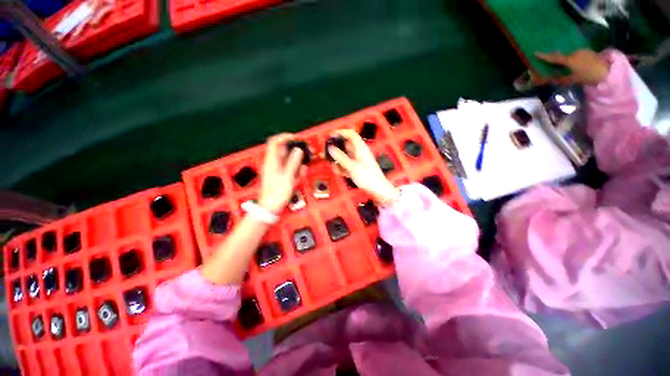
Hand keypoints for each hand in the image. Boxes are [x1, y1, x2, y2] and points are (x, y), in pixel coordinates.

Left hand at [259, 134, 304, 212]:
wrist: (270, 207)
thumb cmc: (277, 193)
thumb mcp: (287, 177)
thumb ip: (293, 162)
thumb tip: (298, 150)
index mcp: (271, 161)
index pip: (275, 141)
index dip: (285, 136)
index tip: (297, 138)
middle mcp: (273, 162)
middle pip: (284, 150)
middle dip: (296, 150)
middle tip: (306, 152)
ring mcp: (276, 169)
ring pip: (288, 159)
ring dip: (297, 161)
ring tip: (304, 167)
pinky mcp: (279, 175)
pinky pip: (288, 167)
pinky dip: (295, 169)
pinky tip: (299, 175)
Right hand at [327, 130, 399, 204]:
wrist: (378, 189)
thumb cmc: (367, 176)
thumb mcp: (352, 167)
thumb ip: (341, 157)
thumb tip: (331, 148)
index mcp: (360, 148)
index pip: (351, 134)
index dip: (340, 132)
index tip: (330, 136)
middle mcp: (359, 152)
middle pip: (345, 146)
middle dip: (336, 150)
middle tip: (327, 154)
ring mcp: (358, 160)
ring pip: (344, 156)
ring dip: (338, 161)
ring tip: (334, 167)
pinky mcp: (357, 167)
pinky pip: (346, 164)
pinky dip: (342, 167)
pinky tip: (339, 173)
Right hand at [535, 50, 609, 85]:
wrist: (608, 71)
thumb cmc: (589, 76)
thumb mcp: (574, 80)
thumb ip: (562, 79)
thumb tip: (552, 80)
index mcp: (569, 59)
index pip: (554, 58)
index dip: (544, 56)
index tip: (535, 53)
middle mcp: (575, 53)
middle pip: (562, 55)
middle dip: (556, 57)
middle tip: (549, 60)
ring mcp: (582, 51)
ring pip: (570, 55)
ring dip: (566, 59)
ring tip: (563, 64)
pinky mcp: (589, 52)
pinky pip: (577, 54)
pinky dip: (573, 58)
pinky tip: (574, 63)